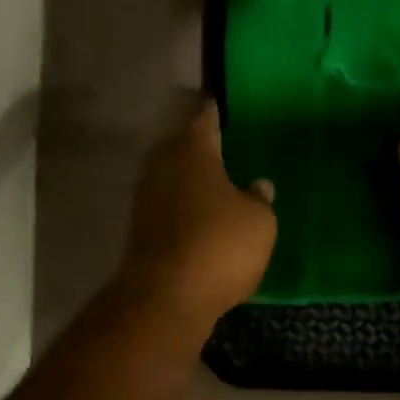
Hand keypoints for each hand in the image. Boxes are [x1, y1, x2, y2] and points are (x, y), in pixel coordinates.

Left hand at [117, 99, 276, 332]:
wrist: (166, 297)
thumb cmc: (220, 246)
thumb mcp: (259, 222)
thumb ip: (259, 199)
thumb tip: (257, 186)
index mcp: (193, 152)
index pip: (204, 120)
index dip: (213, 112)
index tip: (216, 103)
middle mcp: (163, 167)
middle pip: (181, 148)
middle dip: (199, 148)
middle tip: (222, 149)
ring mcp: (146, 200)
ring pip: (172, 179)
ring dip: (190, 182)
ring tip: (215, 187)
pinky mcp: (140, 231)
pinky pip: (168, 209)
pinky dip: (183, 210)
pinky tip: (202, 221)